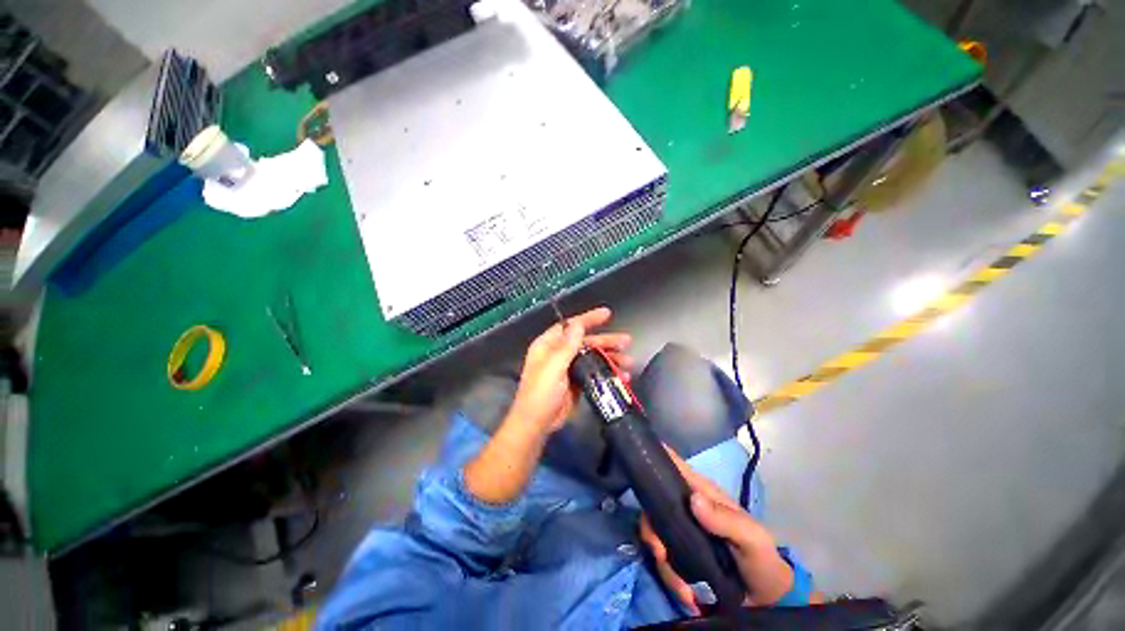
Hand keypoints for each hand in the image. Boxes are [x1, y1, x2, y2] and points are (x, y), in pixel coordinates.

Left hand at [507, 306, 631, 435]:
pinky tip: (621, 377)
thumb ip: (567, 345)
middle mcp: (558, 354)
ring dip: (610, 358)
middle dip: (606, 341)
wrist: (537, 424)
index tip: (607, 314)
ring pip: (592, 358)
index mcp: (548, 345)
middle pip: (586, 342)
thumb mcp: (554, 366)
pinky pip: (594, 373)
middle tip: (626, 341)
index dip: (588, 319)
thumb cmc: (541, 392)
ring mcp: (568, 369)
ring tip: (629, 362)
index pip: (570, 326)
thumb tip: (578, 323)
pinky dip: (606, 373)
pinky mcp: (576, 383)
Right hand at [639, 448, 798, 613]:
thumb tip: (693, 499)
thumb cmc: (761, 558)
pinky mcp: (678, 555)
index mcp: (701, 493)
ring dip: (663, 563)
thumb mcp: (751, 538)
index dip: (656, 456)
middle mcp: (685, 507)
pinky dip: (669, 578)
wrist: (766, 600)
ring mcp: (680, 531)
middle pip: (653, 503)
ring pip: (654, 534)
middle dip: (651, 530)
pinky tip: (687, 595)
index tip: (638, 464)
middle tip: (660, 553)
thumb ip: (726, 519)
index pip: (675, 466)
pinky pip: (662, 560)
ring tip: (684, 588)